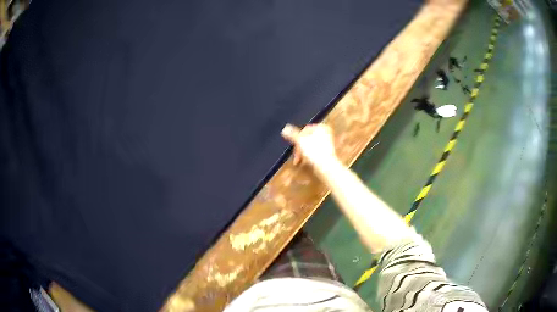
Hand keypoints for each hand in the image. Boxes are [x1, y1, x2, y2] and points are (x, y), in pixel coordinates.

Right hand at [281, 123, 338, 168]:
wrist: (326, 166)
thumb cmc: (315, 152)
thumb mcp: (300, 141)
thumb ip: (292, 134)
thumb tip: (285, 129)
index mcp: (321, 127)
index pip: (304, 130)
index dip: (297, 137)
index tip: (294, 144)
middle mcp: (326, 134)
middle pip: (306, 138)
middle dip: (299, 147)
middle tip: (296, 154)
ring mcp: (327, 144)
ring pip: (309, 146)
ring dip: (302, 152)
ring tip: (299, 159)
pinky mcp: (326, 153)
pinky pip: (314, 152)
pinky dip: (309, 156)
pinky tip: (305, 161)